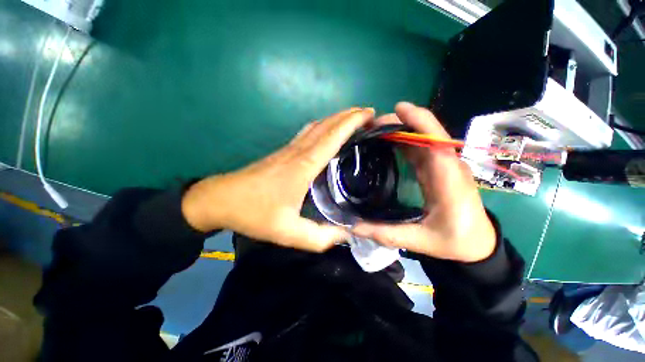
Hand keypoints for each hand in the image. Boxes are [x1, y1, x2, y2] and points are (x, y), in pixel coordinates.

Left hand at [181, 108, 375, 251]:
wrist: (221, 199)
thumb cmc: (254, 213)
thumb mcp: (288, 233)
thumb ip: (319, 237)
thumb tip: (344, 234)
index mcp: (303, 166)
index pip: (332, 136)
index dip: (352, 122)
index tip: (369, 114)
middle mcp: (298, 152)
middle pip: (326, 125)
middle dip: (349, 115)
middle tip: (368, 114)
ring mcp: (289, 149)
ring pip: (317, 125)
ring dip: (336, 119)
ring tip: (353, 119)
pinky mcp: (283, 152)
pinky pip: (307, 132)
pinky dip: (323, 127)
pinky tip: (328, 132)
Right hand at [352, 102, 495, 261]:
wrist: (478, 244)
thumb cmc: (456, 242)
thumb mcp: (420, 241)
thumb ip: (386, 234)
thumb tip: (353, 227)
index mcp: (448, 179)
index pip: (436, 141)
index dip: (419, 121)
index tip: (396, 110)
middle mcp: (448, 166)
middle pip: (426, 133)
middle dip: (399, 123)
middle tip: (370, 127)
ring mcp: (444, 165)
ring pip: (422, 138)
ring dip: (400, 130)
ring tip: (374, 132)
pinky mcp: (438, 169)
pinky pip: (420, 148)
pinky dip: (403, 141)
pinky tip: (386, 143)